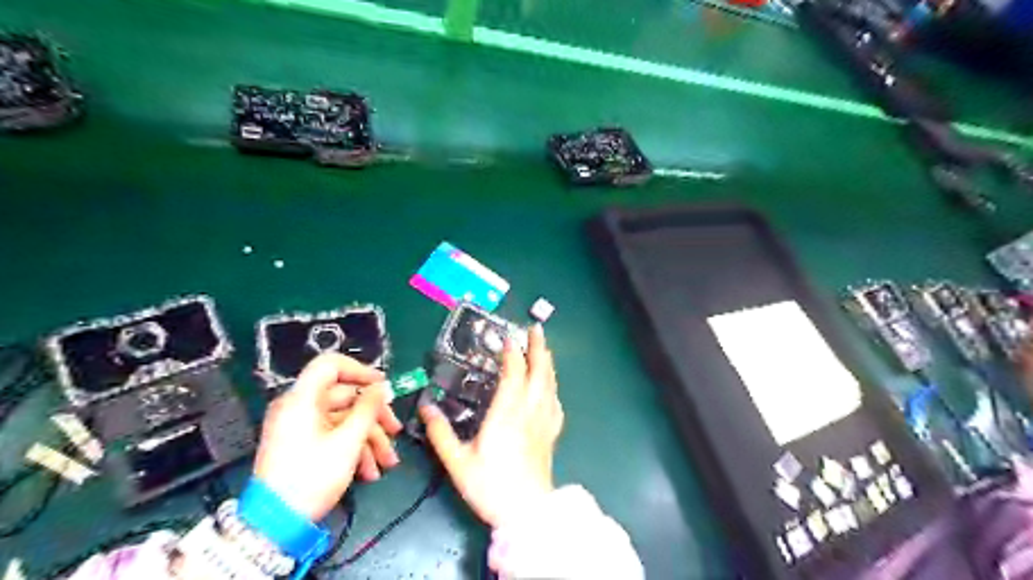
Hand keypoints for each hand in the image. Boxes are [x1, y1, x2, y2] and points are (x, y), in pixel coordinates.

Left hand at [253, 354, 403, 519]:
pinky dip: (354, 448)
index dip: (360, 371)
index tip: (383, 387)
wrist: (275, 525)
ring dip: (369, 438)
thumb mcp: (348, 442)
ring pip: (344, 419)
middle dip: (374, 416)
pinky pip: (334, 435)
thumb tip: (382, 387)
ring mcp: (300, 427)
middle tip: (395, 431)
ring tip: (387, 462)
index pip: (331, 365)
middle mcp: (299, 407)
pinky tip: (369, 472)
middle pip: (345, 396)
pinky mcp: (303, 444)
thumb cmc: (312, 477)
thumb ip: (368, 408)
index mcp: (302, 399)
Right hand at [418, 323, 562, 526]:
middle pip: (539, 371)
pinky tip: (551, 387)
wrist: (526, 512)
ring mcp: (544, 421)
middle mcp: (529, 411)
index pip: (513, 373)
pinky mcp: (551, 434)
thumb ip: (440, 432)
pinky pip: (556, 402)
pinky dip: (553, 387)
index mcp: (507, 413)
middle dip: (538, 347)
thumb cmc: (490, 485)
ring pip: (550, 384)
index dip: (512, 353)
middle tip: (537, 328)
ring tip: (545, 348)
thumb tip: (426, 406)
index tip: (508, 337)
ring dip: (547, 362)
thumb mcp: (457, 461)